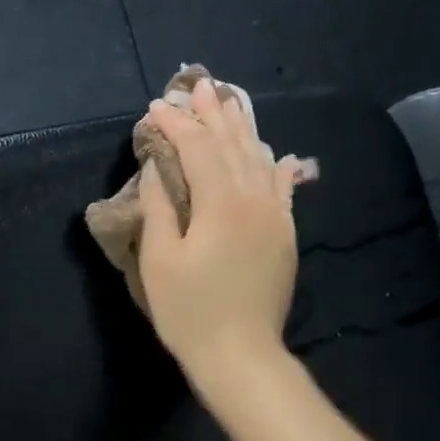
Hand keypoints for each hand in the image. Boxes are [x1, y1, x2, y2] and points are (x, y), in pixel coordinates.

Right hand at [138, 78, 301, 388]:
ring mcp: (275, 216)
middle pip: (233, 145)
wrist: (241, 354)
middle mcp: (254, 199)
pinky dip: (274, 165)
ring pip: (259, 159)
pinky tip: (274, 153)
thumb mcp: (160, 259)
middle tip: (200, 86)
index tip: (155, 107)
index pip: (198, 149)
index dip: (176, 125)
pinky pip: (281, 188)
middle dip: (214, 114)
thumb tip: (158, 168)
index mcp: (221, 202)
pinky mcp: (284, 235)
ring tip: (231, 103)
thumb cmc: (189, 310)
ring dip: (243, 129)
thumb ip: (159, 206)